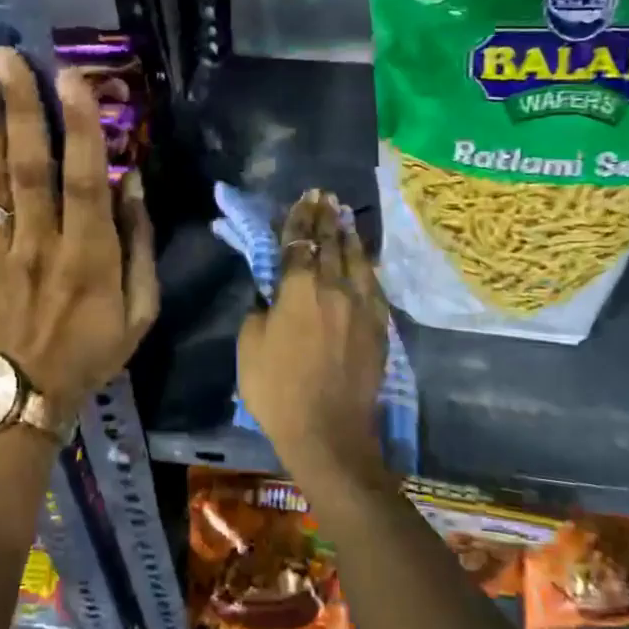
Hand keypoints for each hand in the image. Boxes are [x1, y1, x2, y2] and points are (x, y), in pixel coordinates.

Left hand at [0, 47, 157, 427]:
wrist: (20, 400)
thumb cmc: (90, 352)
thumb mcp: (140, 311)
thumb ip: (139, 245)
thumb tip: (132, 182)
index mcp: (88, 258)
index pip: (85, 182)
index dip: (80, 128)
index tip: (72, 79)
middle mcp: (39, 246)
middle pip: (28, 168)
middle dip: (20, 110)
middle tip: (5, 59)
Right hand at [237, 190, 389, 485]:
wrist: (328, 432)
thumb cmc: (278, 390)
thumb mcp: (249, 346)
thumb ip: (260, 310)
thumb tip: (271, 292)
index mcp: (298, 290)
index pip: (298, 243)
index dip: (299, 218)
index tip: (303, 198)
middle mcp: (333, 288)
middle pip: (329, 243)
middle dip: (325, 217)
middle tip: (325, 196)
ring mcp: (361, 306)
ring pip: (356, 259)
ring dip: (348, 233)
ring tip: (344, 213)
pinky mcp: (379, 326)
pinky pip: (374, 284)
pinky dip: (366, 263)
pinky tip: (364, 255)